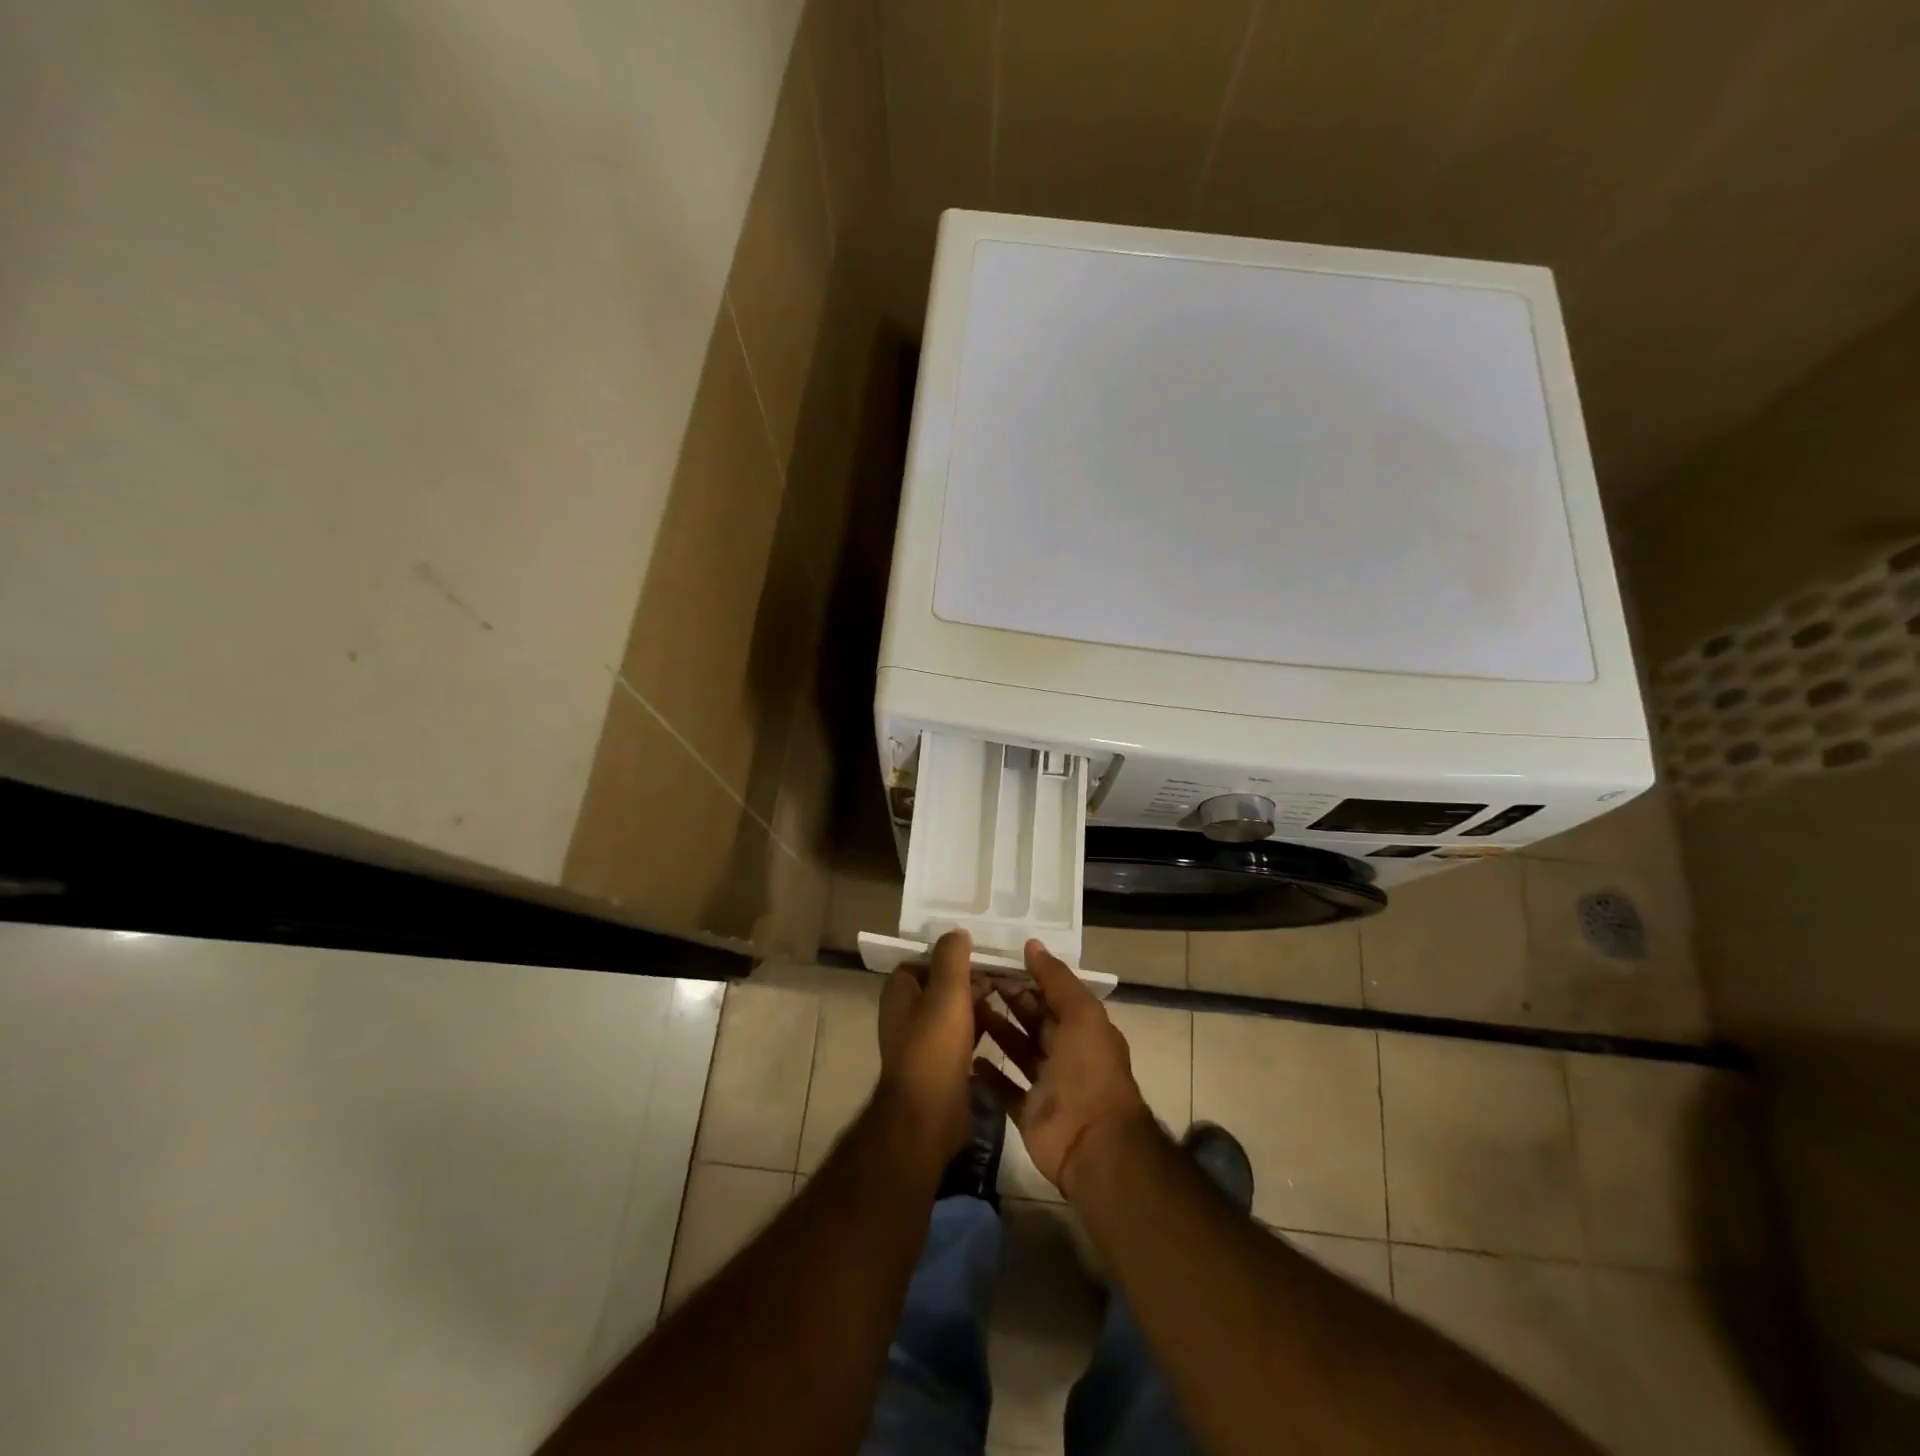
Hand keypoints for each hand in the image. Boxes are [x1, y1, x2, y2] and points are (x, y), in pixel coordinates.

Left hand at [876, 930, 987, 1169]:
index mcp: (899, 992)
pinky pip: (961, 1035)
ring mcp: (922, 1041)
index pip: (923, 960)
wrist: (929, 1116)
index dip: (949, 954)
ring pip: (953, 1010)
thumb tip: (956, 932)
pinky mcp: (940, 1064)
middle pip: (940, 984)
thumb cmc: (934, 1046)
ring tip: (1009, 994)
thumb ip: (951, 957)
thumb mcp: (947, 991)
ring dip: (977, 1002)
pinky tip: (1003, 1025)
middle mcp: (905, 1014)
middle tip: (1002, 972)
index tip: (979, 951)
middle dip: (968, 977)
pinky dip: (979, 1027)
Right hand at [975, 939, 1150, 1198]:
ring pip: (1016, 1049)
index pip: (1051, 994)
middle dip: (1007, 999)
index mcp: (1082, 1027)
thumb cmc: (1089, 1070)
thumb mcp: (1081, 1013)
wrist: (1093, 1144)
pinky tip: (966, 1054)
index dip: (1026, 976)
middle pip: (1032, 1019)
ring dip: (994, 1029)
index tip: (994, 960)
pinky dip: (988, 1073)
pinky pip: (1004, 1087)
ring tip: (962, 1009)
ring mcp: (1045, 1084)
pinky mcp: (1027, 1112)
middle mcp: (1065, 1052)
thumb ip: (1056, 979)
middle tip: (970, 979)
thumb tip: (1031, 944)